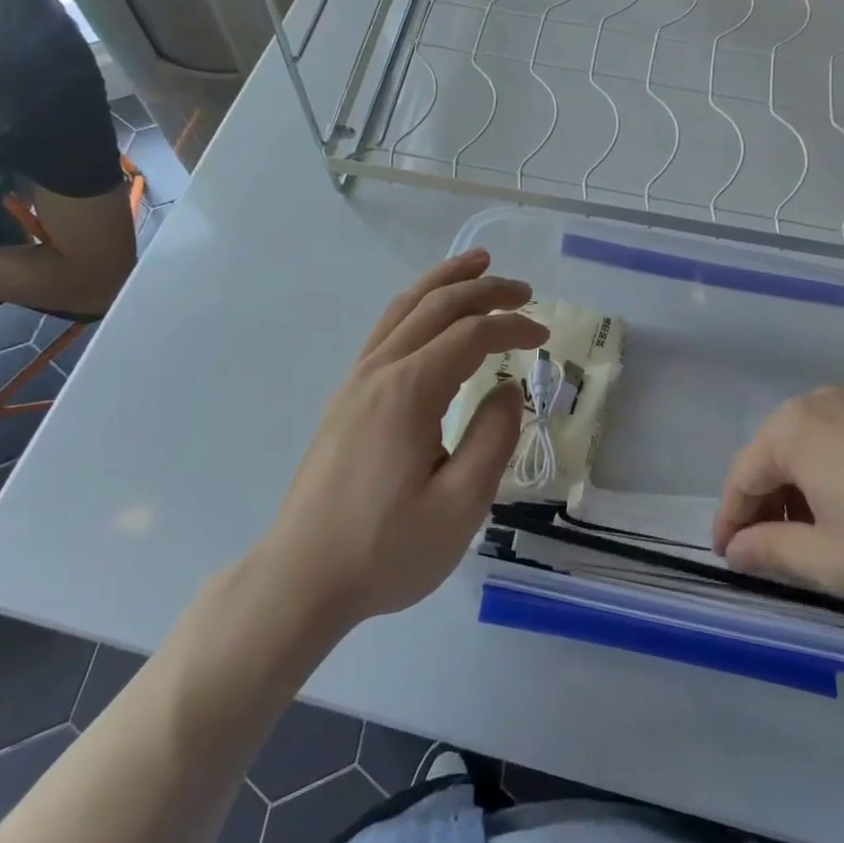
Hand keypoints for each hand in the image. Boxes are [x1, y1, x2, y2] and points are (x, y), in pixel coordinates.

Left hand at [257, 248, 546, 628]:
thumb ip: (493, 440)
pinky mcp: (345, 398)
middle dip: (483, 290)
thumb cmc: (384, 550)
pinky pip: (386, 330)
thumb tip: (506, 389)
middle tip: (523, 290)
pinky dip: (416, 306)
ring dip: (444, 283)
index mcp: (409, 392)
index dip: (512, 328)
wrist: (300, 577)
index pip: (470, 335)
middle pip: (435, 307)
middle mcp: (379, 371)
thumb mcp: (458, 508)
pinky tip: (429, 315)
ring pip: (403, 308)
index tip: (544, 338)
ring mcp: (355, 381)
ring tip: (476, 265)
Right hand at [713, 387, 843, 617]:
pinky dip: (829, 480)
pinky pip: (840, 446)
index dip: (731, 521)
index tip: (726, 559)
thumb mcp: (828, 560)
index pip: (743, 475)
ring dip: (798, 495)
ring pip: (808, 451)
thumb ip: (770, 552)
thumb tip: (735, 549)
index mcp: (794, 428)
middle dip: (765, 506)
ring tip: (808, 542)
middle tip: (767, 555)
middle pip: (773, 457)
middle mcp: (822, 404)